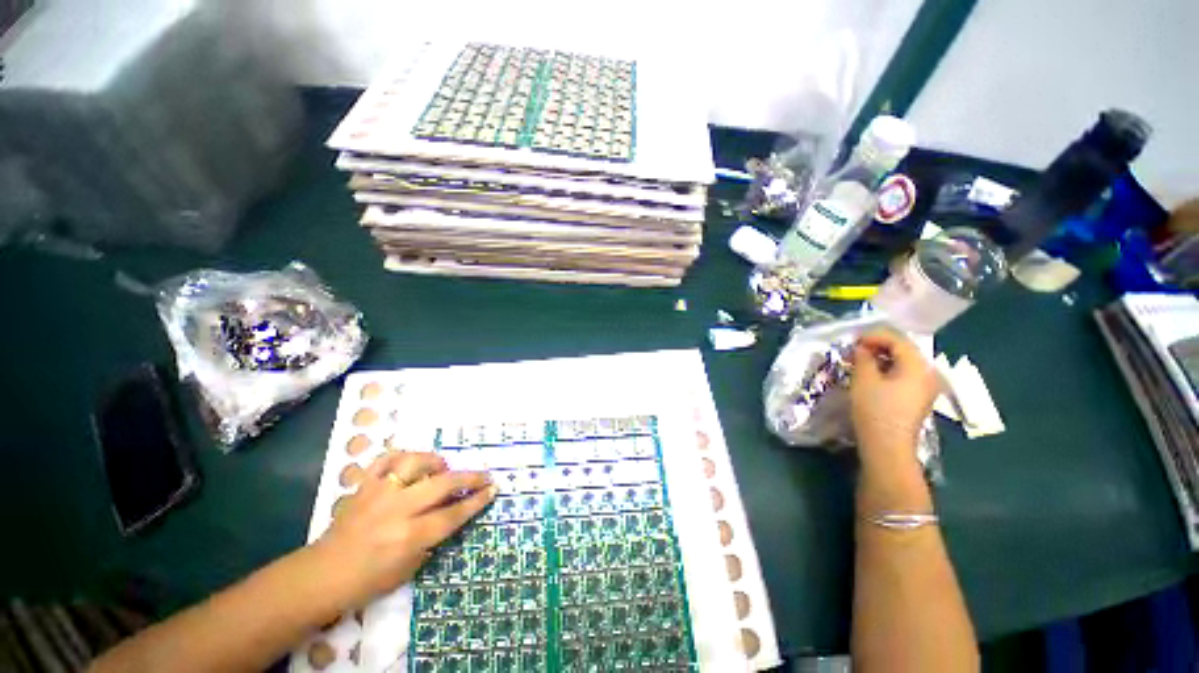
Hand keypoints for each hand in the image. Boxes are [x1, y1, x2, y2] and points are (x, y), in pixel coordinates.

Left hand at [313, 451, 495, 607]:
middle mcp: (398, 510)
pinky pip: (385, 459)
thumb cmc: (367, 582)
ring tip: (442, 467)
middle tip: (484, 474)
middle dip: (470, 477)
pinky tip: (411, 463)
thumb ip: (431, 540)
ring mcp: (379, 493)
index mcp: (410, 536)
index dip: (477, 500)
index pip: (454, 513)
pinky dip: (401, 456)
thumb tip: (450, 515)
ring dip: (435, 461)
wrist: (321, 576)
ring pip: (415, 462)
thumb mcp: (408, 569)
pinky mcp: (364, 486)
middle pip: (443, 483)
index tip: (493, 489)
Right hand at [850, 329, 940, 474]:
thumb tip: (862, 348)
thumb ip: (863, 357)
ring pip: (903, 363)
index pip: (897, 340)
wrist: (887, 446)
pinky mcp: (918, 398)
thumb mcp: (864, 379)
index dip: (874, 336)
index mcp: (918, 366)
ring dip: (882, 358)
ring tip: (860, 361)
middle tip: (855, 349)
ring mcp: (926, 387)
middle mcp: (928, 373)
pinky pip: (904, 375)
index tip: (853, 340)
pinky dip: (888, 369)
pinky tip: (872, 374)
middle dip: (878, 346)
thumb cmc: (875, 409)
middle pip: (904, 350)